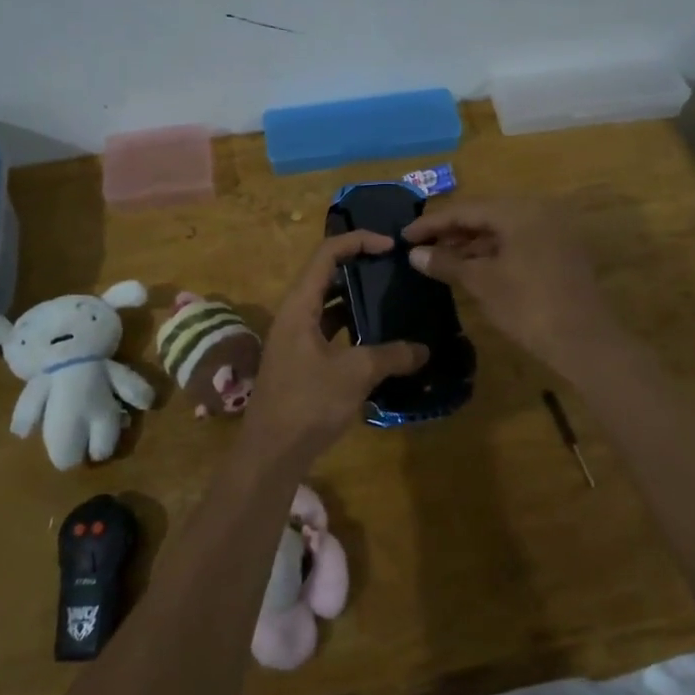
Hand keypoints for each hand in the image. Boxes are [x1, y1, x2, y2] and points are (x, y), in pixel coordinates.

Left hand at [243, 232, 429, 461]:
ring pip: (328, 305)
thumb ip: (391, 356)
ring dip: (357, 299)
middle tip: (395, 269)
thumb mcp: (354, 374)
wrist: (270, 453)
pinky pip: (330, 331)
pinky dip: (352, 327)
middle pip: (326, 275)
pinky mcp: (301, 361)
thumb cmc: (307, 403)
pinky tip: (379, 338)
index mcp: (299, 306)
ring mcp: (295, 339)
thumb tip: (424, 349)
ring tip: (392, 298)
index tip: (391, 246)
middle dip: (360, 267)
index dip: (358, 241)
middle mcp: (293, 315)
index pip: (326, 254)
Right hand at [402, 199, 616, 376]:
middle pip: (485, 214)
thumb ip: (446, 263)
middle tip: (421, 247)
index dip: (432, 223)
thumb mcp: (482, 282)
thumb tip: (415, 254)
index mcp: (519, 210)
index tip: (404, 236)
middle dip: (452, 232)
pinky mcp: (561, 250)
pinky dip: (494, 251)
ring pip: (503, 228)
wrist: (584, 341)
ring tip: (441, 259)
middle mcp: (539, 211)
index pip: (466, 209)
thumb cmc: (528, 306)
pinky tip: (472, 267)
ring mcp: (554, 230)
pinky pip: (519, 241)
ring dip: (472, 242)